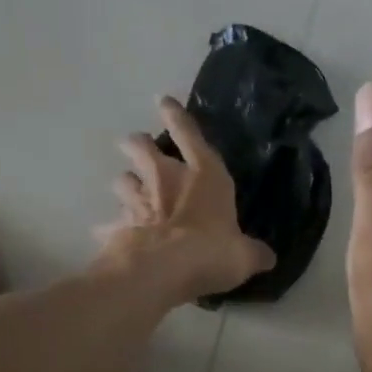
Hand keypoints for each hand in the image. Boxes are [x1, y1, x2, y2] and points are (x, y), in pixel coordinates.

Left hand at [96, 96, 274, 303]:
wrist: (163, 270)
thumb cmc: (212, 251)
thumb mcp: (244, 255)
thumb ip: (253, 252)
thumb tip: (266, 257)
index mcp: (204, 176)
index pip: (189, 136)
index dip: (177, 117)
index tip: (163, 101)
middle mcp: (166, 180)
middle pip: (143, 150)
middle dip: (137, 145)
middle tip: (134, 144)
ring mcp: (138, 202)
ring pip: (123, 182)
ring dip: (125, 183)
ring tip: (127, 187)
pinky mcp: (118, 228)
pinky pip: (110, 224)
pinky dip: (109, 228)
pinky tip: (105, 233)